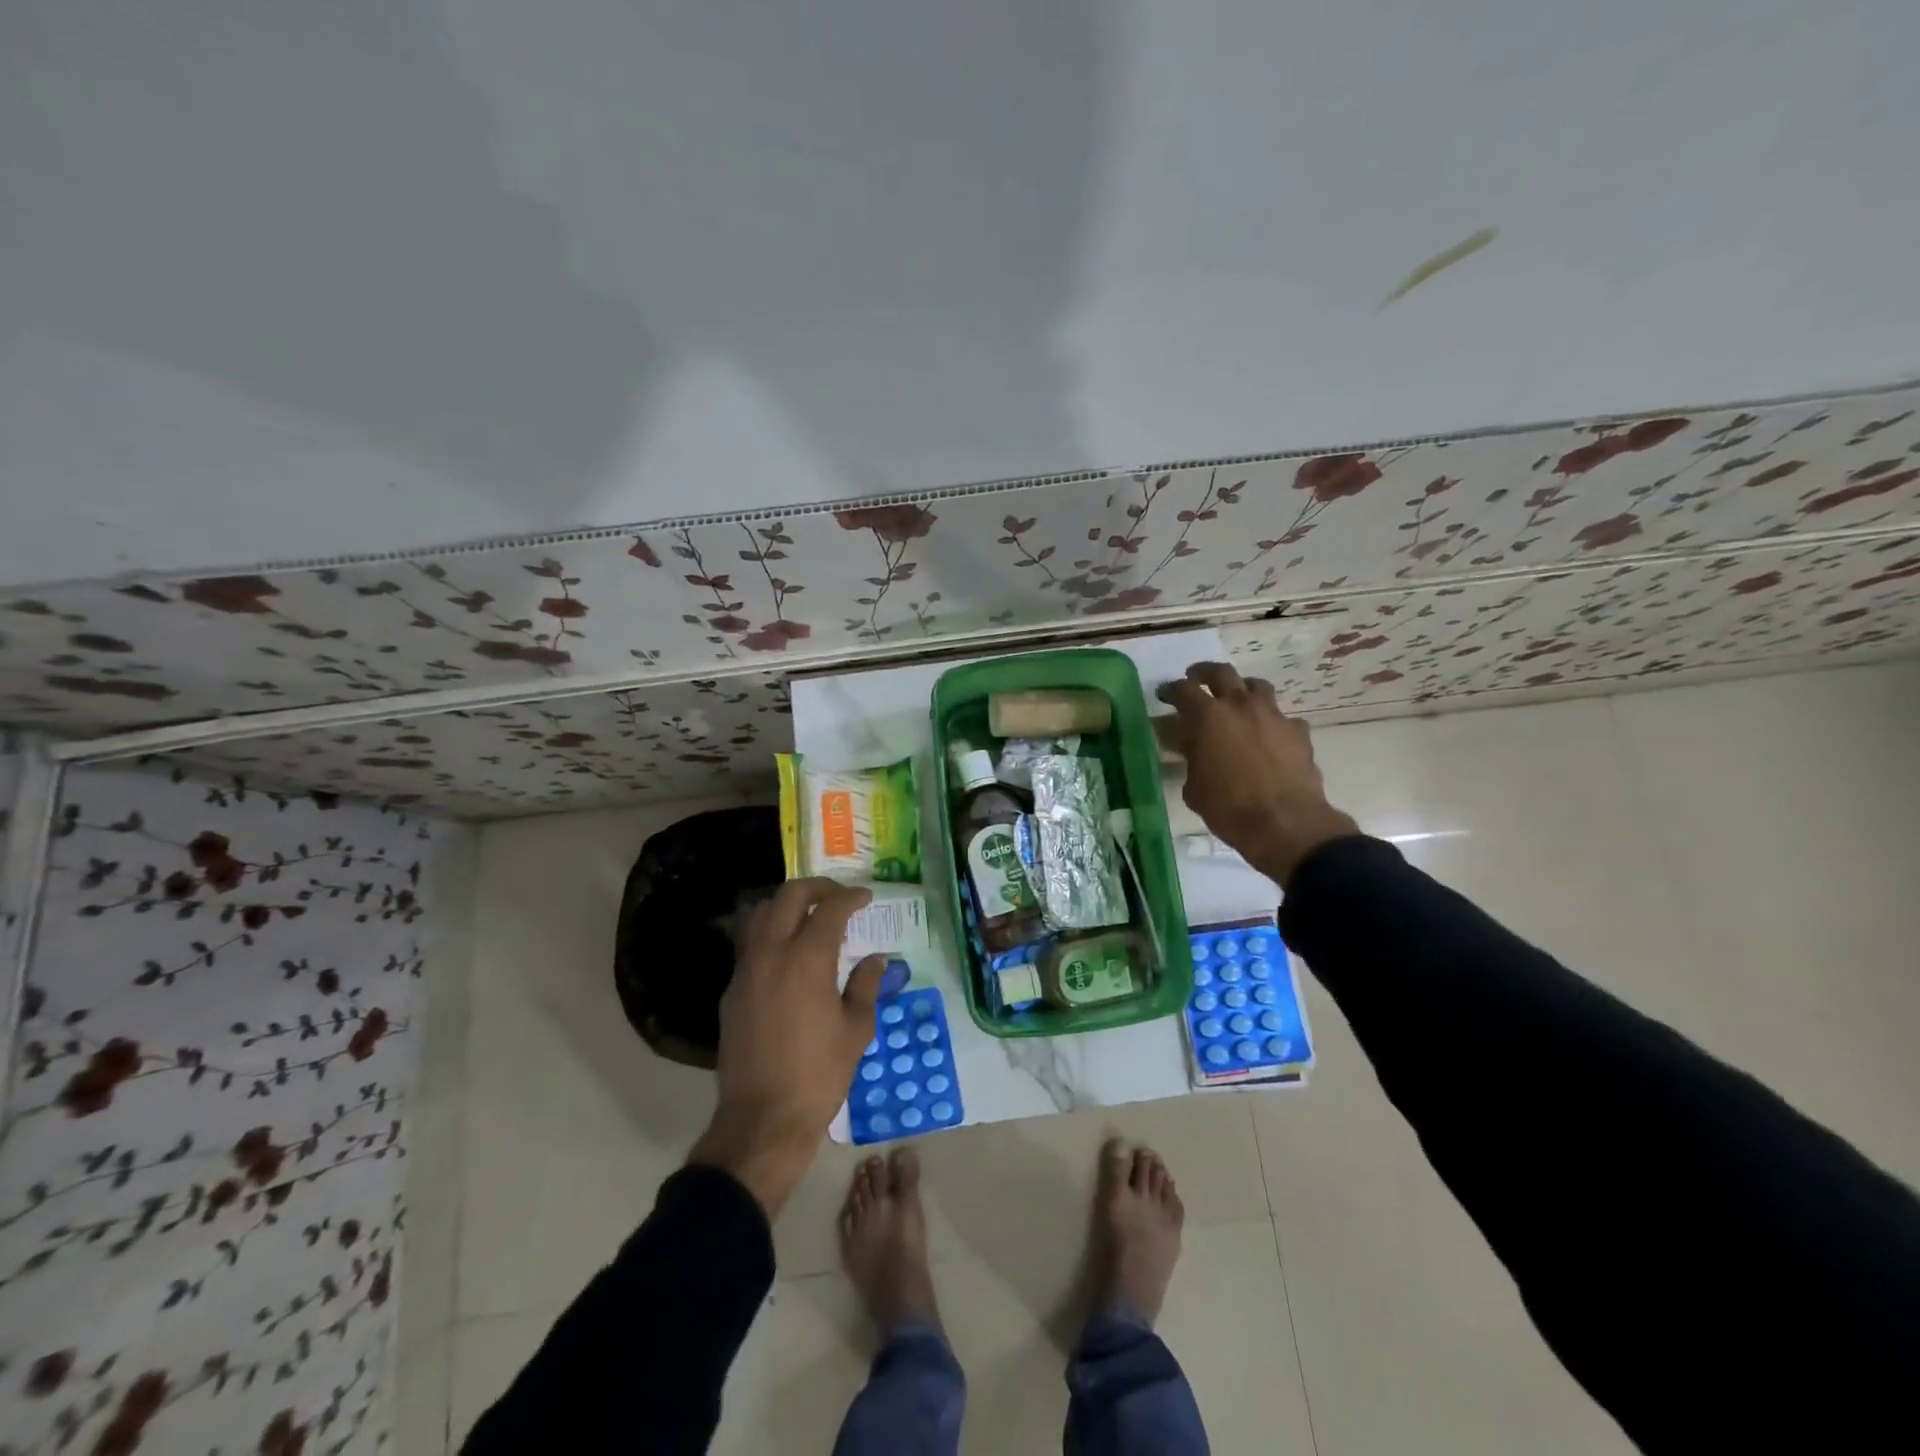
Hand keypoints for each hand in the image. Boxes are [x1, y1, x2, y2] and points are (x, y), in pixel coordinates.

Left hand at [688, 878, 887, 1216]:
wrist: (763, 1120)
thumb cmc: (819, 1075)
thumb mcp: (856, 1030)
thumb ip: (865, 986)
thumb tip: (875, 959)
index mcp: (807, 959)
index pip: (829, 909)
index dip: (850, 897)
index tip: (865, 898)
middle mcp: (771, 954)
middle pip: (788, 896)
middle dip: (816, 887)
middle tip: (837, 896)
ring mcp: (745, 971)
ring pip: (760, 914)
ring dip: (785, 905)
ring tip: (808, 917)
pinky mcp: (731, 992)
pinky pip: (749, 946)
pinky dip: (769, 934)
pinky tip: (787, 956)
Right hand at [1157, 662, 1359, 885]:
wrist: (1285, 823)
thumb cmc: (1228, 808)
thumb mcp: (1194, 787)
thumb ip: (1192, 760)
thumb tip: (1195, 753)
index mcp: (1207, 717)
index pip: (1183, 690)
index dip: (1171, 690)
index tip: (1165, 694)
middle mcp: (1240, 706)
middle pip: (1222, 673)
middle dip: (1205, 673)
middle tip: (1197, 679)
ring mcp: (1273, 716)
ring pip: (1257, 686)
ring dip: (1243, 690)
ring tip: (1236, 702)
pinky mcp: (1298, 732)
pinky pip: (1282, 718)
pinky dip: (1271, 723)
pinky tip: (1268, 738)